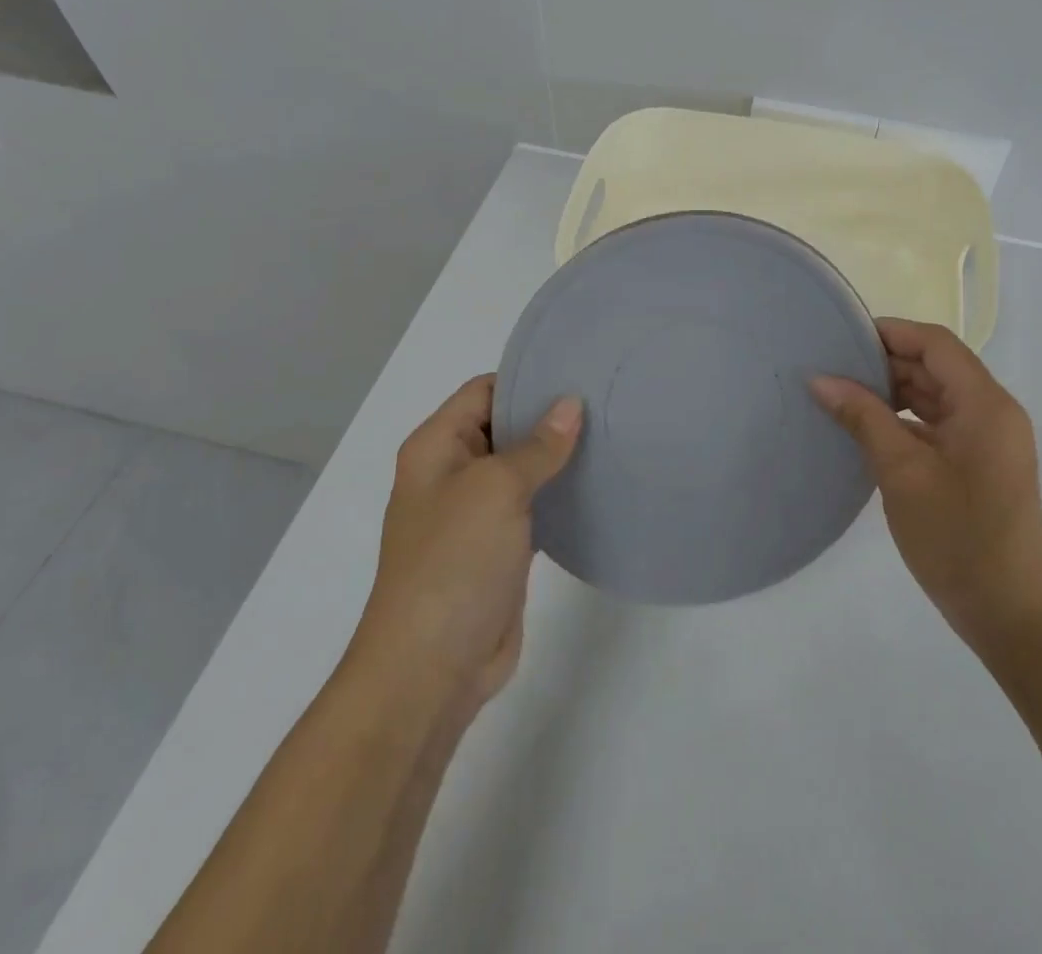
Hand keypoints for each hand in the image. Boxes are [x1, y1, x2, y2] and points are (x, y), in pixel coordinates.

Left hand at [356, 376, 581, 711]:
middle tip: (605, 401)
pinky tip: (597, 485)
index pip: (484, 391)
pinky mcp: (498, 548)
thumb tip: (570, 404)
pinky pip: (533, 506)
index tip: (578, 372)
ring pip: (522, 468)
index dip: (526, 379)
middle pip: (504, 427)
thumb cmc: (454, 562)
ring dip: (558, 457)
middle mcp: (453, 473)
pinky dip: (559, 494)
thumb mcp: (496, 489)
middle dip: (549, 416)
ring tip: (611, 436)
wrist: (430, 669)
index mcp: (437, 447)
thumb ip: (537, 445)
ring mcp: (475, 513)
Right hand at [812, 319, 1041, 656]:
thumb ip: (863, 417)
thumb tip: (821, 379)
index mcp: (985, 404)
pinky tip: (868, 432)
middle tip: (833, 370)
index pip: (935, 344)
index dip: (890, 333)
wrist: (1011, 616)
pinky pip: (939, 426)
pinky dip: (905, 422)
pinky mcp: (980, 465)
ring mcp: (989, 441)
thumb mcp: (902, 472)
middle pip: (936, 367)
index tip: (843, 338)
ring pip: (936, 397)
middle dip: (886, 364)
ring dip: (894, 394)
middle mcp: (993, 412)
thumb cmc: (957, 538)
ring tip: (843, 397)